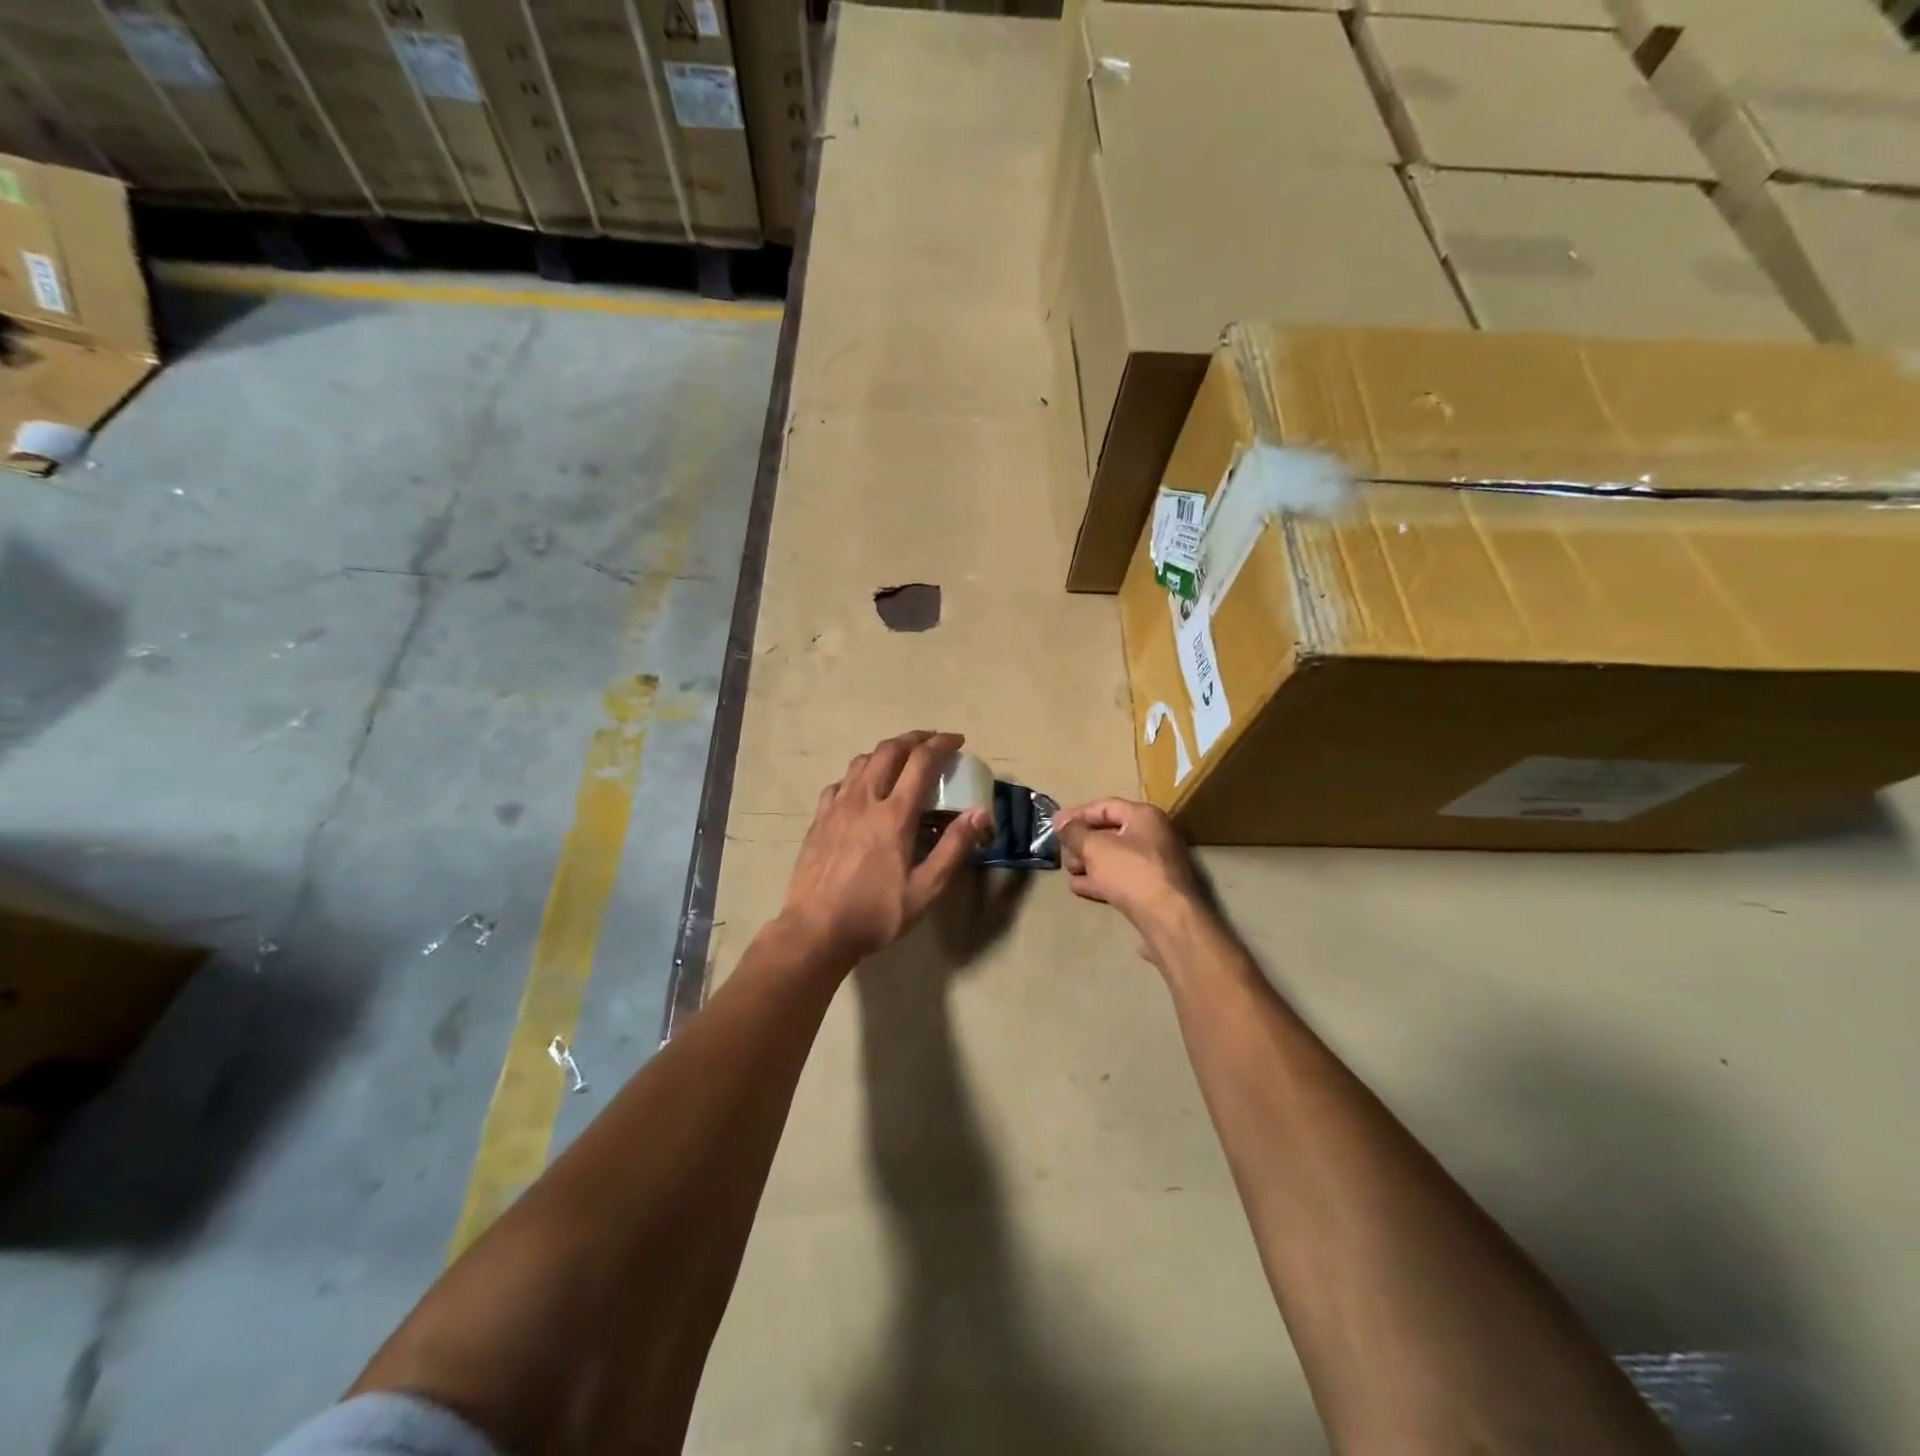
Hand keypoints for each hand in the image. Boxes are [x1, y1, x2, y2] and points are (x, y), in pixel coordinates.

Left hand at [779, 730, 989, 968]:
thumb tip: (980, 812)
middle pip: (889, 750)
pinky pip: (840, 782)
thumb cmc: (876, 913)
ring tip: (901, 758)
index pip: (921, 762)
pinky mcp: (819, 818)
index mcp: (894, 815)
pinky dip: (859, 774)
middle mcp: (864, 800)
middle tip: (933, 741)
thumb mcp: (925, 889)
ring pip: (862, 761)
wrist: (815, 930)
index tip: (956, 741)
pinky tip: (863, 788)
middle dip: (915, 738)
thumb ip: (954, 847)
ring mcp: (837, 806)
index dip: (941, 744)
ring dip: (886, 751)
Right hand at [1054, 798, 1200, 929]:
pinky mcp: (1153, 890)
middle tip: (1062, 852)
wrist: (1168, 919)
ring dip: (1088, 863)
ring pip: (1114, 857)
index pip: (1105, 806)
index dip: (1077, 814)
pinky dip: (1100, 880)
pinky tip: (1080, 887)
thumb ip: (1074, 833)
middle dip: (1082, 842)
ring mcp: (1155, 865)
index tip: (1055, 825)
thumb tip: (1061, 822)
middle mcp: (1153, 836)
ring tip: (1069, 871)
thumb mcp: (1095, 848)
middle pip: (1110, 832)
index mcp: (1144, 816)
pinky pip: (1121, 878)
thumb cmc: (1131, 873)